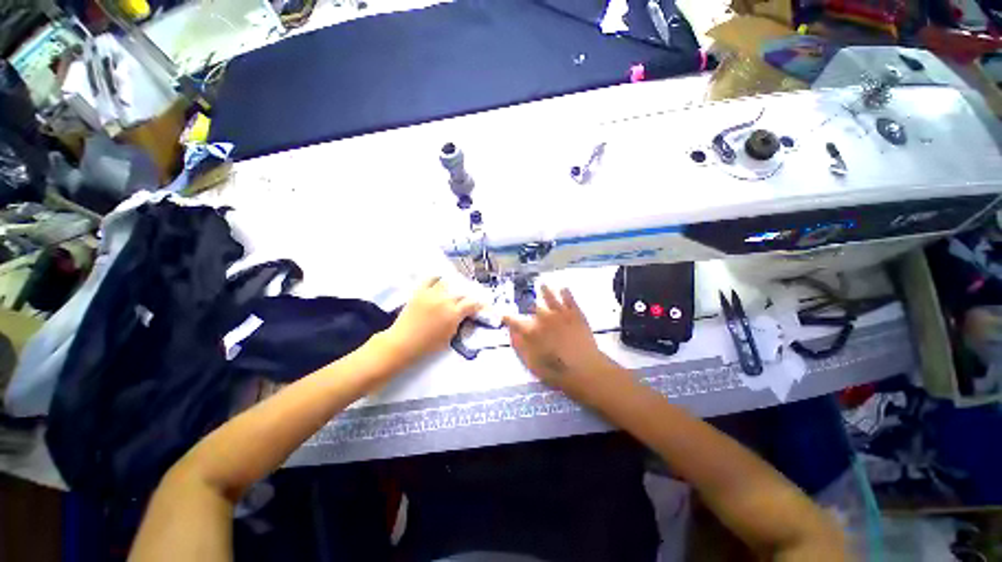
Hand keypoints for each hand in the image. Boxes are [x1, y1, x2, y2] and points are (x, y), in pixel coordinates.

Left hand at [383, 277, 482, 365]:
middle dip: (466, 297)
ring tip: (453, 290)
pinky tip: (439, 281)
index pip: (473, 304)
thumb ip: (458, 323)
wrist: (402, 343)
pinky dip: (437, 279)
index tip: (480, 306)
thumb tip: (462, 316)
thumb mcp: (449, 337)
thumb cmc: (427, 346)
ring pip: (447, 283)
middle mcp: (445, 300)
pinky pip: (430, 279)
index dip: (479, 305)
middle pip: (461, 293)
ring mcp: (432, 294)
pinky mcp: (420, 292)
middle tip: (467, 301)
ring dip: (452, 287)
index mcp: (454, 314)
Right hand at [504, 285, 619, 402]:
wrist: (586, 369)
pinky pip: (569, 300)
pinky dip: (566, 293)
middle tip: (527, 303)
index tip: (503, 316)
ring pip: (551, 298)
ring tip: (543, 284)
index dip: (508, 318)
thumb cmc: (556, 372)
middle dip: (529, 306)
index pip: (515, 322)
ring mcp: (561, 314)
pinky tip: (564, 288)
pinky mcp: (576, 314)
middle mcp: (544, 318)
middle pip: (534, 308)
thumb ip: (519, 346)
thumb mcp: (531, 364)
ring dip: (546, 291)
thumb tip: (511, 333)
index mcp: (532, 331)